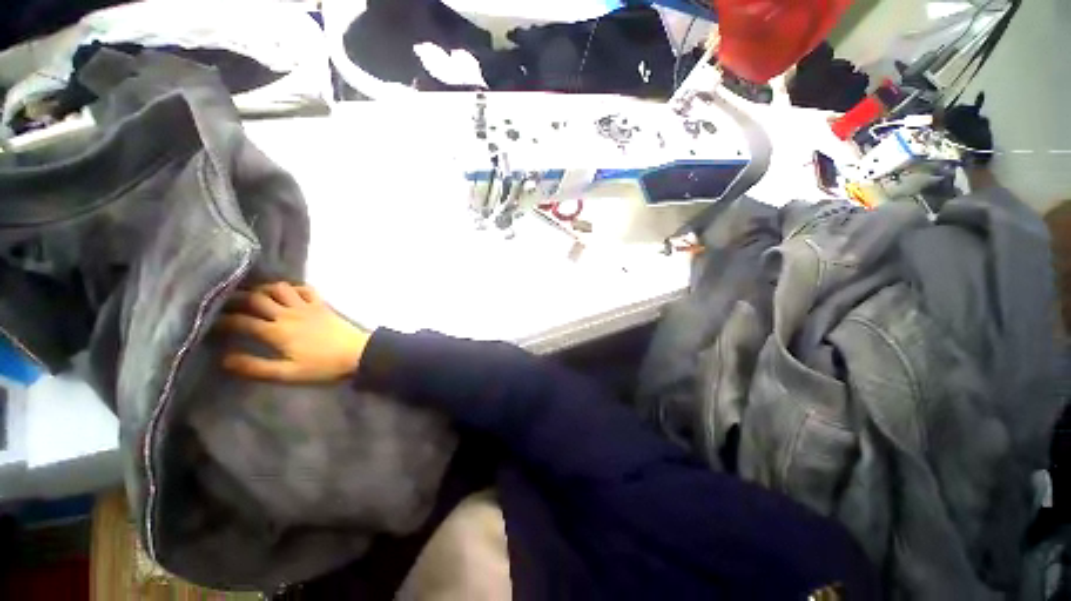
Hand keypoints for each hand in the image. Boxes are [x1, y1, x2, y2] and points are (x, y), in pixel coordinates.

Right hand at [219, 282, 370, 381]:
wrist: (358, 353)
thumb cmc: (323, 366)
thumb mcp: (287, 373)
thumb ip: (256, 367)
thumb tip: (225, 359)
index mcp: (277, 332)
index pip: (241, 321)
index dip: (222, 321)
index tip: (211, 323)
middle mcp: (288, 314)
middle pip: (256, 298)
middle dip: (237, 299)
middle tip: (227, 304)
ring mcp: (307, 306)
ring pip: (280, 288)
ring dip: (265, 289)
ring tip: (256, 297)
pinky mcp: (322, 304)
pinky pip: (306, 288)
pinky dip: (294, 287)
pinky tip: (288, 294)